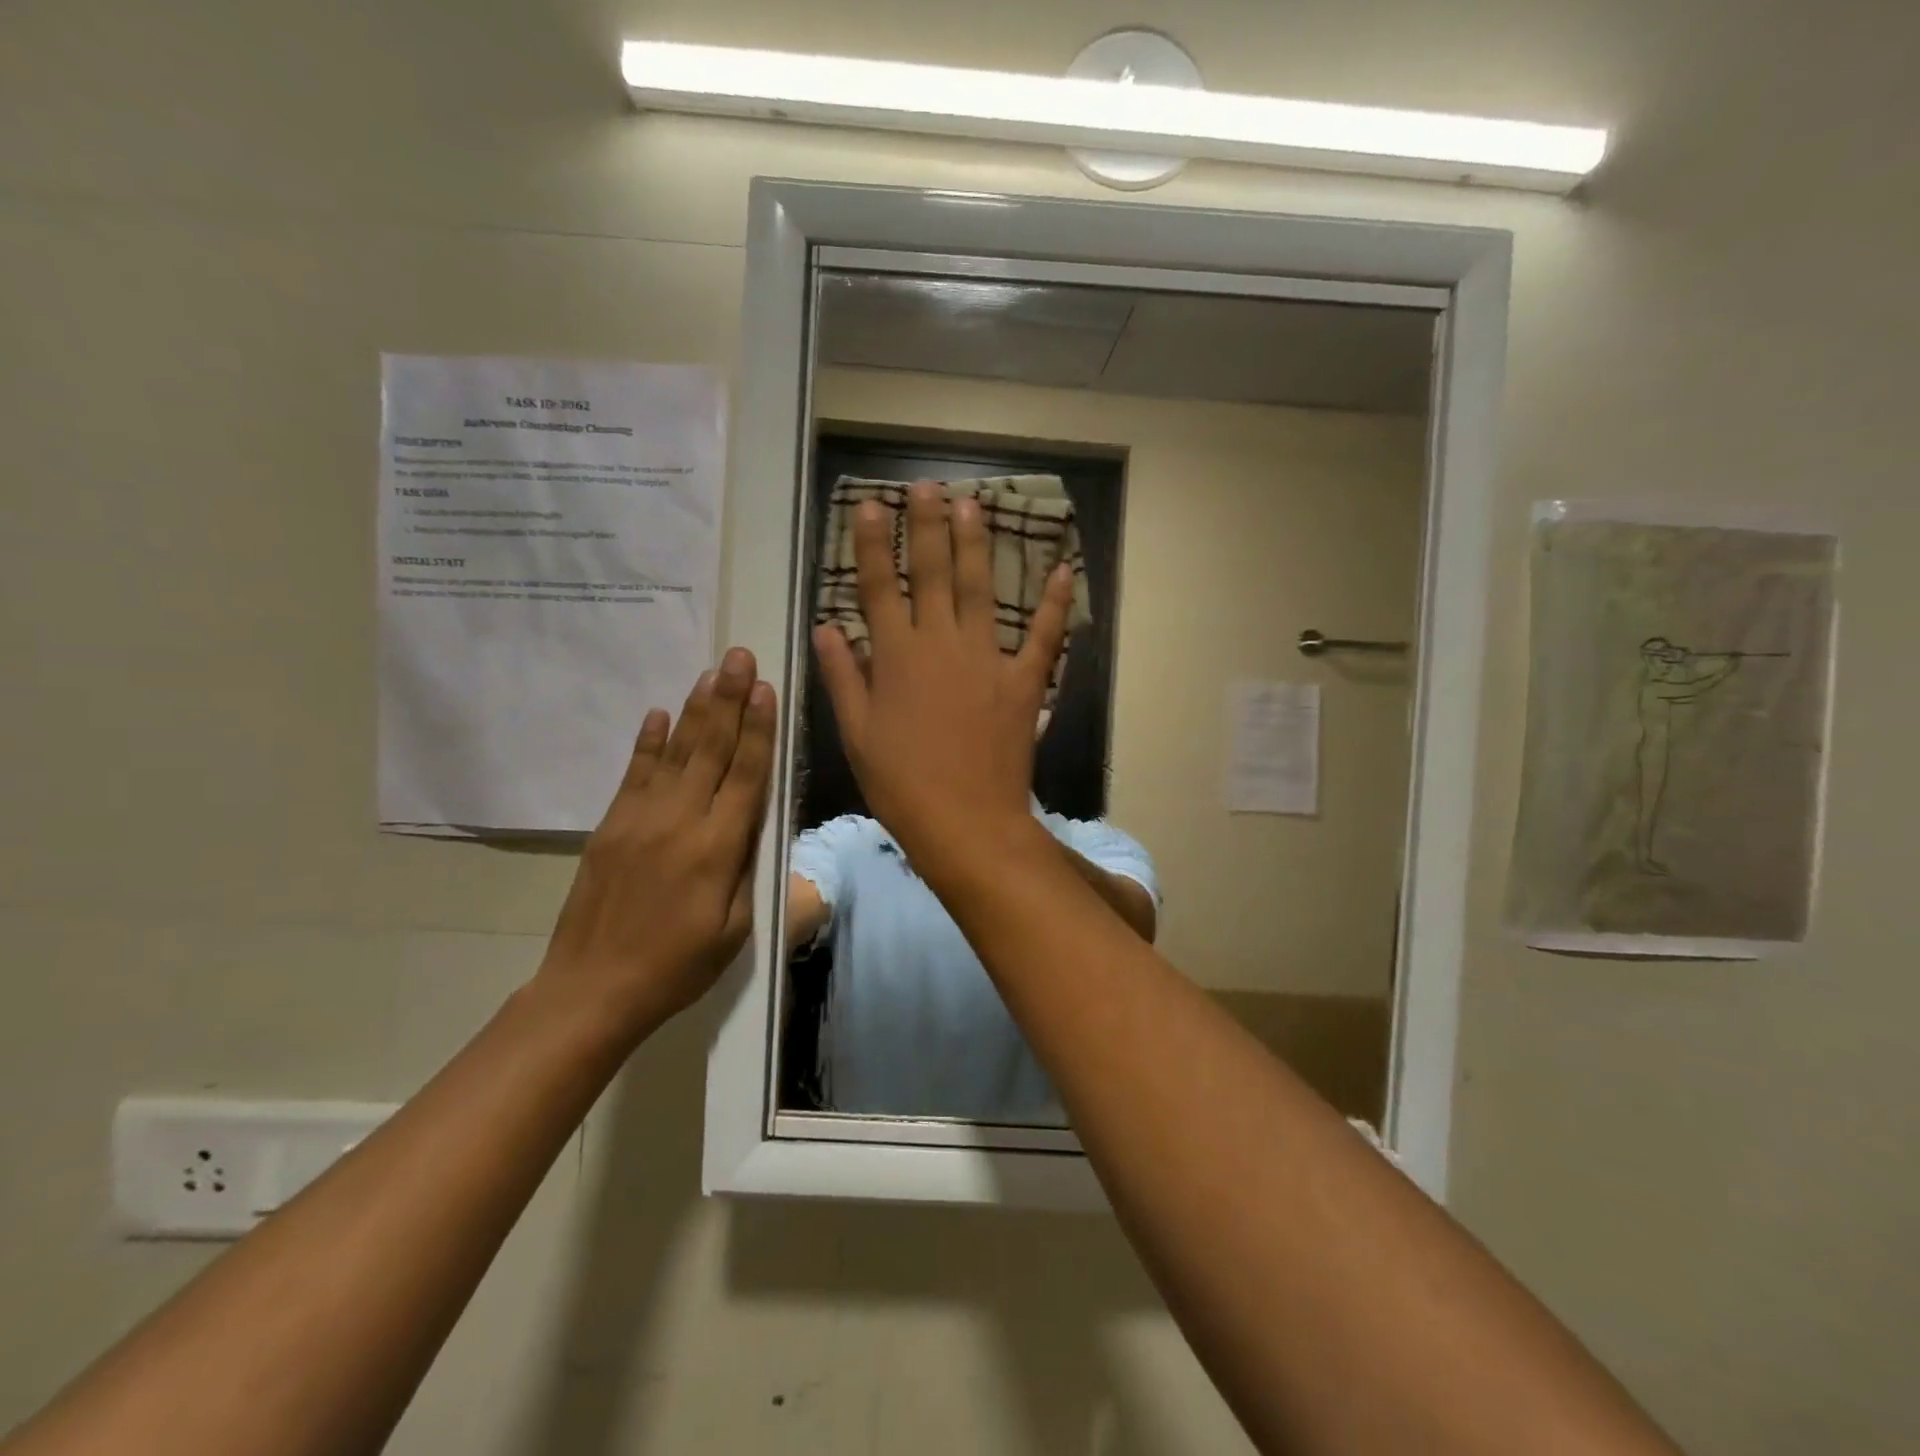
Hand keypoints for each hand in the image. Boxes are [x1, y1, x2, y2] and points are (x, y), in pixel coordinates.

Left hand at [538, 648, 774, 1037]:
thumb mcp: (736, 929)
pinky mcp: (611, 826)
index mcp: (718, 848)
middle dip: (729, 700)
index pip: (746, 774)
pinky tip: (660, 713)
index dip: (758, 729)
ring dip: (696, 709)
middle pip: (712, 750)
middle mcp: (680, 821)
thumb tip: (759, 821)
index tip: (765, 688)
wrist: (592, 989)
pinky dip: (649, 741)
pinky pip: (635, 773)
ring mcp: (640, 819)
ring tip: (711, 672)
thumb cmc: (678, 966)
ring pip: (676, 752)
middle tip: (739, 657)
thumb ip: (750, 869)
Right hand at [813, 481, 1071, 858]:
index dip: (872, 545)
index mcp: (896, 658)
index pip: (878, 587)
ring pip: (979, 590)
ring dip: (975, 544)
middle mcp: (941, 645)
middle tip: (926, 486)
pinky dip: (1054, 603)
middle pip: (932, 573)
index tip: (869, 507)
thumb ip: (843, 677)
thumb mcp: (857, 734)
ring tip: (973, 503)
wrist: (965, 822)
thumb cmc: (901, 784)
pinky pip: (1042, 636)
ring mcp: (986, 660)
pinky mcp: (1023, 682)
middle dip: (927, 526)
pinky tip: (1064, 569)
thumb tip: (827, 628)